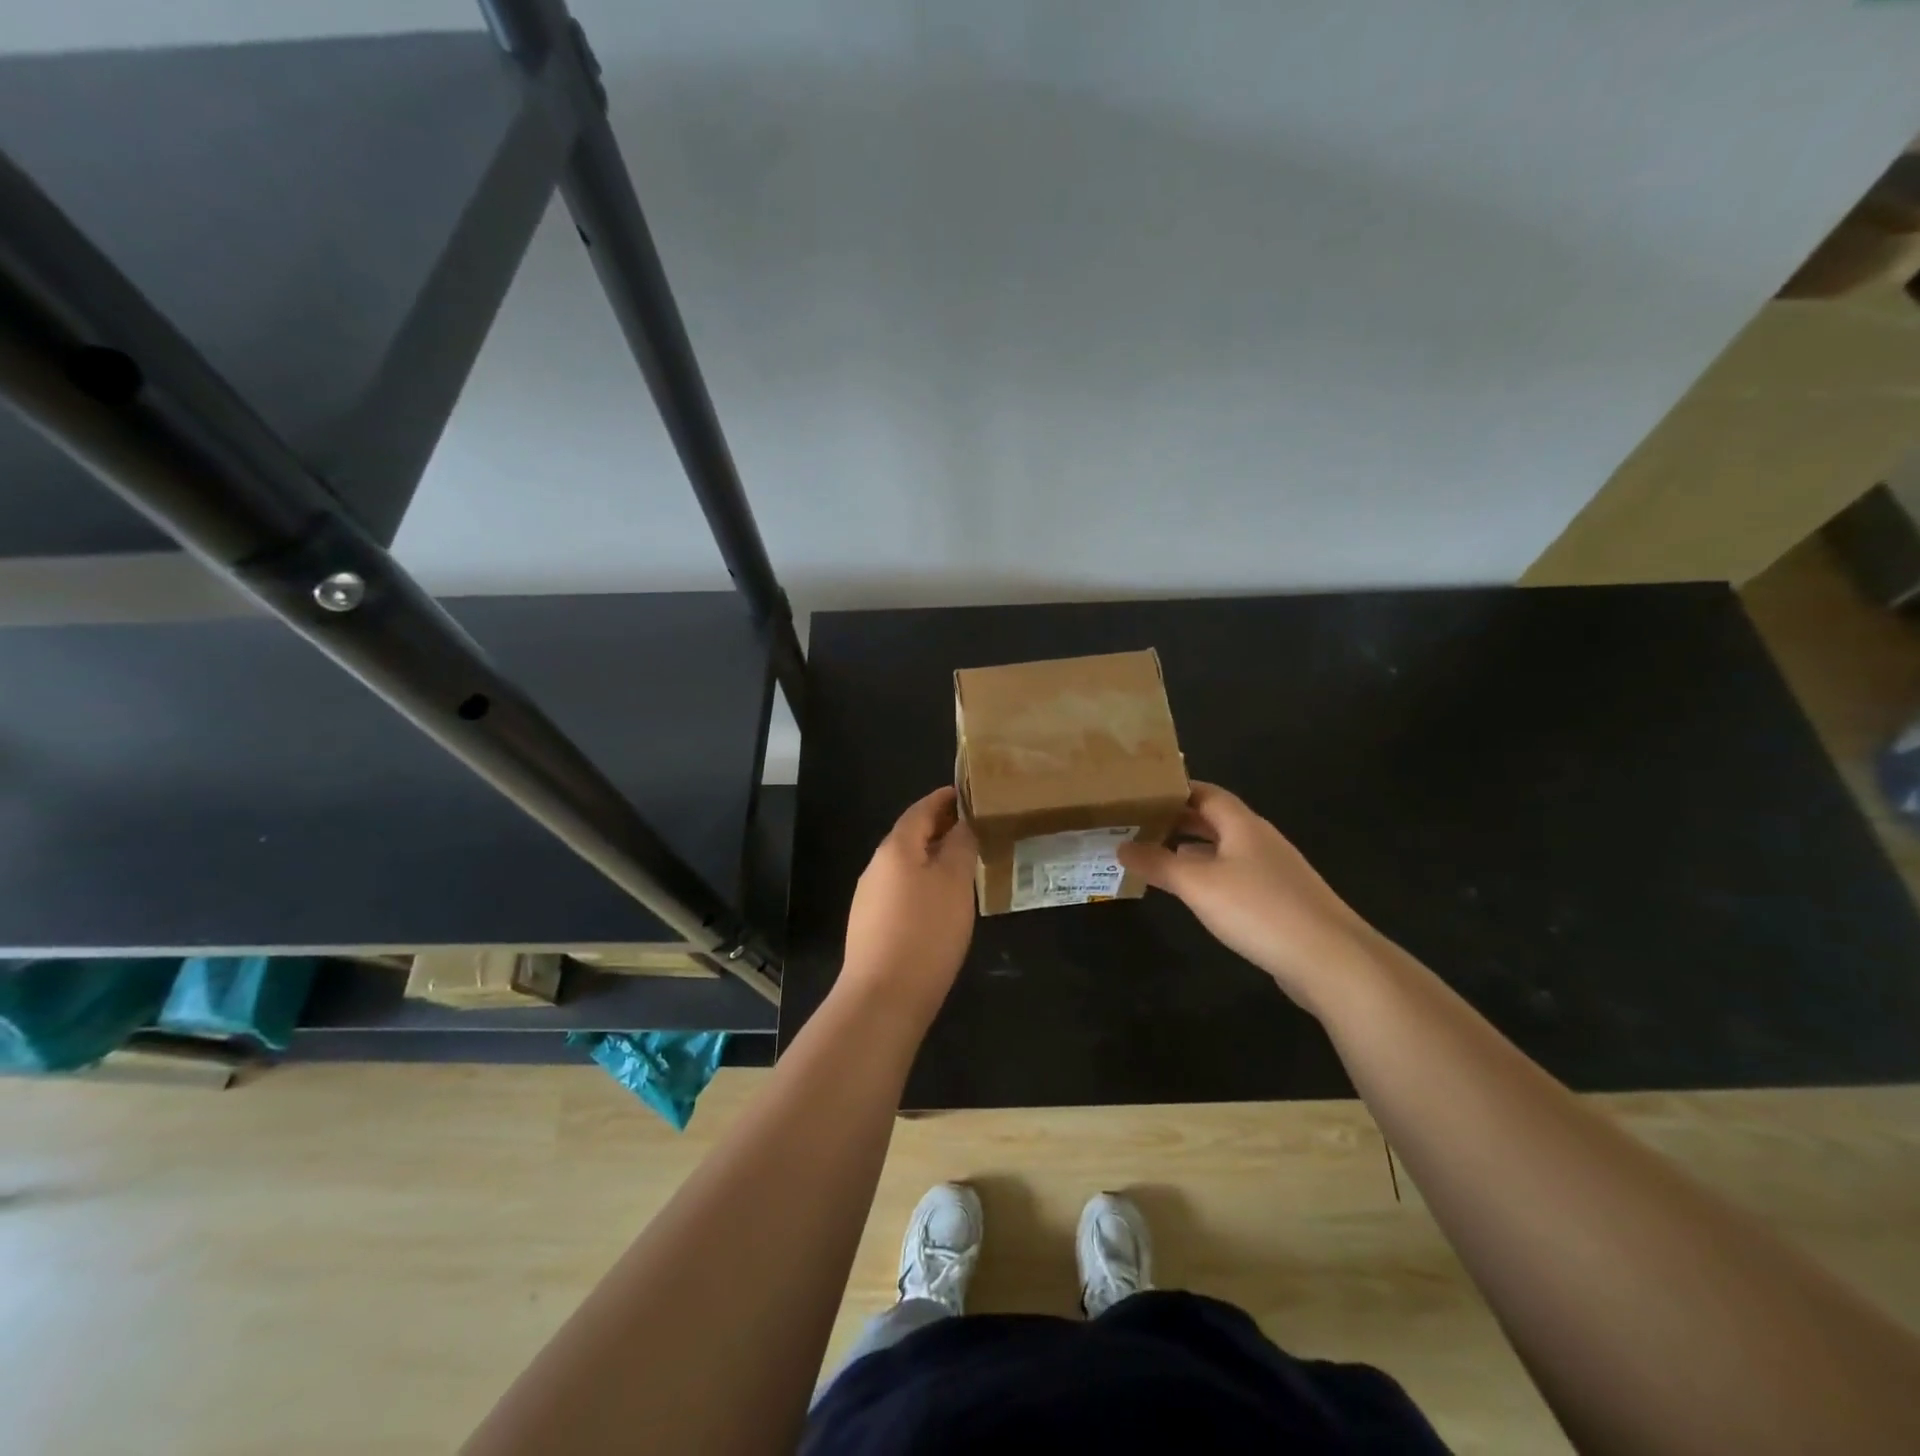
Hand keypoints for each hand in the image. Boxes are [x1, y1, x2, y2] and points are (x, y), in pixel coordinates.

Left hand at [838, 787, 977, 1023]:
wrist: (883, 997)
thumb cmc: (926, 931)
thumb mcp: (954, 882)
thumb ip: (960, 846)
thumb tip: (962, 824)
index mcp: (895, 848)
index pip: (921, 810)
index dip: (944, 799)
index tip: (967, 793)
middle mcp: (876, 866)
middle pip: (911, 836)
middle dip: (940, 828)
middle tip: (973, 828)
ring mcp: (870, 897)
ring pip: (906, 865)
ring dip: (932, 857)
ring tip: (963, 863)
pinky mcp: (871, 925)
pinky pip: (901, 890)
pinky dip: (923, 883)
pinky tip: (941, 902)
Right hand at [1117, 782, 1376, 1011]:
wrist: (1331, 959)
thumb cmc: (1259, 909)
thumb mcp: (1198, 885)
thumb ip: (1158, 864)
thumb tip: (1121, 846)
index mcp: (1242, 824)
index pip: (1205, 793)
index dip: (1174, 790)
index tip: (1142, 793)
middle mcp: (1259, 840)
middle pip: (1215, 819)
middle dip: (1179, 820)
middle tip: (1139, 824)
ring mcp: (1273, 871)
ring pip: (1225, 849)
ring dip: (1192, 850)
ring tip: (1156, 855)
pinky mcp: (1280, 901)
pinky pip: (1236, 876)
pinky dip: (1209, 876)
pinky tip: (1193, 894)